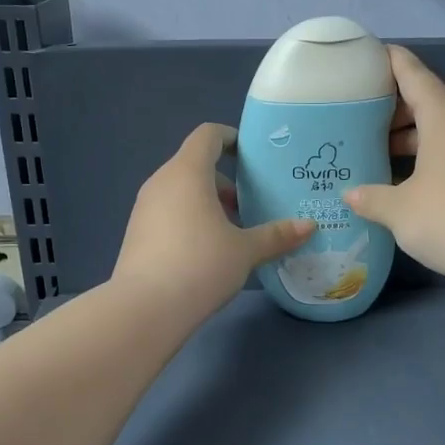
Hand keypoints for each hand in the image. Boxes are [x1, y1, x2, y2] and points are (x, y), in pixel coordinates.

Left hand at [112, 123, 314, 323]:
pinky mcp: (136, 235)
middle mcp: (161, 182)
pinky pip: (168, 214)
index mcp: (187, 173)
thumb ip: (276, 235)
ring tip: (233, 233)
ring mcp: (144, 209)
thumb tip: (309, 226)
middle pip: (194, 166)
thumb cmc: (200, 265)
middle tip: (251, 205)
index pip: (207, 136)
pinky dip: (189, 221)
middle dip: (225, 181)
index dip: (231, 138)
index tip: (252, 155)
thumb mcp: (245, 251)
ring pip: (180, 193)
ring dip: (207, 204)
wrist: (145, 308)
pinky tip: (207, 253)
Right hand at [345, 45, 444, 283]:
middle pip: (426, 98)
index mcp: (444, 113)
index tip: (361, 59)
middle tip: (357, 119)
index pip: (410, 71)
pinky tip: (408, 177)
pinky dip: (431, 152)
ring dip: (412, 135)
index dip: (385, 61)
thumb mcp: (398, 209)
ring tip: (377, 151)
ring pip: (442, 126)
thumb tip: (350, 195)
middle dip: (392, 107)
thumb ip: (370, 197)